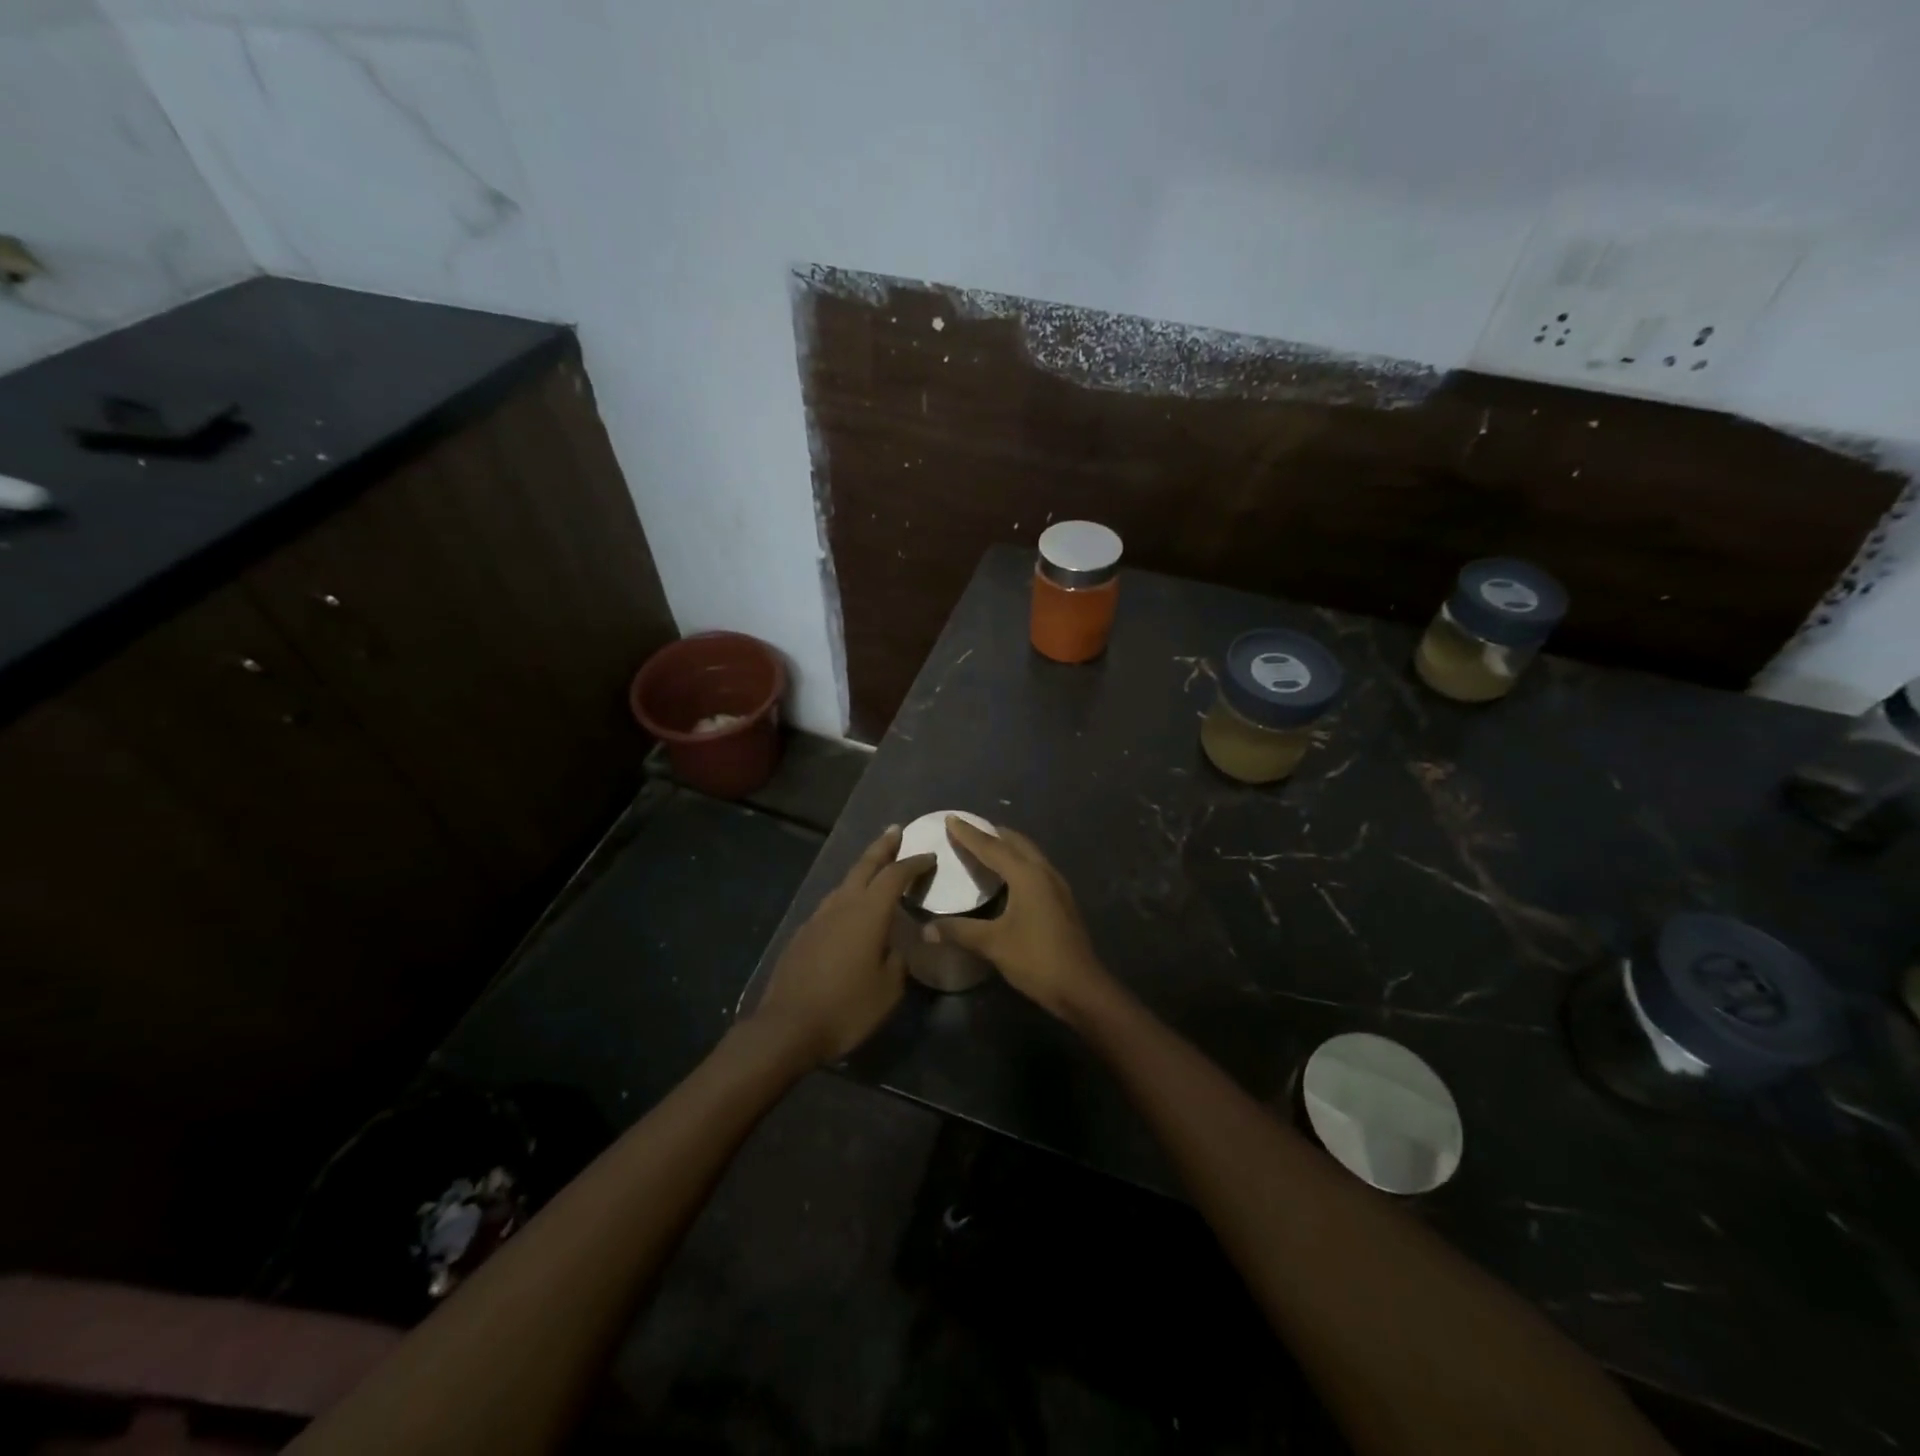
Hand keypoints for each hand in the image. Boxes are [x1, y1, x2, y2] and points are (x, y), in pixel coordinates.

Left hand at [751, 827, 935, 1064]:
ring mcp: (817, 918)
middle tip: (895, 832)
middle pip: (864, 866)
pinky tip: (849, 910)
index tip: (929, 857)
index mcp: (868, 913)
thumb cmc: (847, 1008)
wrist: (787, 1028)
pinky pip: (830, 905)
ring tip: (875, 869)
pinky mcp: (802, 935)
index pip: (895, 876)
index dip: (914, 864)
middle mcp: (841, 905)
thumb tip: (897, 945)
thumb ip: (898, 960)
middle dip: (882, 847)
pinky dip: (846, 897)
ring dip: (862, 871)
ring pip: (844, 884)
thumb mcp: (889, 990)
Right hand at [928, 816, 1110, 1019]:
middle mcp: (1044, 872)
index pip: (992, 847)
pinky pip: (1036, 868)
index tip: (951, 818)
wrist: (1081, 987)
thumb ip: (959, 931)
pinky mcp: (1062, 900)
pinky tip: (1008, 877)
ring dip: (1008, 846)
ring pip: (1029, 854)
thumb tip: (926, 928)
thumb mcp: (993, 944)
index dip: (969, 834)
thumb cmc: (1036, 959)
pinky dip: (1018, 862)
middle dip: (991, 833)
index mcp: (1027, 875)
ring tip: (986, 846)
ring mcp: (1057, 886)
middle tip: (968, 829)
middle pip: (1015, 843)